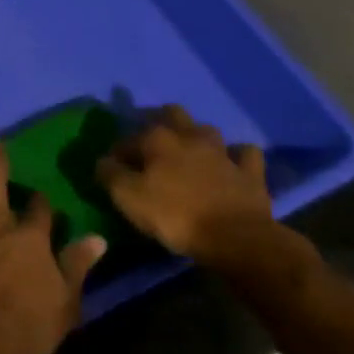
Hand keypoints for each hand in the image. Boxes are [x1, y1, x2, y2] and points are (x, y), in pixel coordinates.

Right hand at [96, 105, 275, 264]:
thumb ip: (110, 174)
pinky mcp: (250, 172)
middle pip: (172, 114)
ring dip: (197, 136)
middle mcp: (189, 136)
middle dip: (160, 120)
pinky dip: (238, 156)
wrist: (236, 239)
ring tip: (189, 150)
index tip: (113, 169)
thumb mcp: (128, 197)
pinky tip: (232, 163)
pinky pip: (245, 154)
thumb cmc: (175, 216)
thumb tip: (103, 161)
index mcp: (157, 139)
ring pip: (207, 129)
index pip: (128, 139)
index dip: (118, 152)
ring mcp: (223, 152)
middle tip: (151, 142)